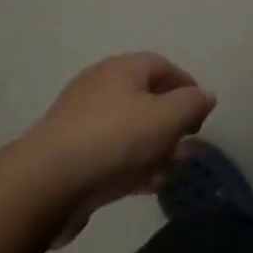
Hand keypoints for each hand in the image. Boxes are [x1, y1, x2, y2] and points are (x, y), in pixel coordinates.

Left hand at [21, 52, 216, 245]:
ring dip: (153, 148)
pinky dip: (130, 164)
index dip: (187, 87)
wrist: (47, 184)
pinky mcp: (69, 154)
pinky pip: (110, 153)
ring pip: (128, 129)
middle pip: (145, 98)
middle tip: (187, 144)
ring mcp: (80, 121)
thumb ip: (192, 103)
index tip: (201, 114)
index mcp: (122, 69)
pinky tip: (144, 186)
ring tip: (169, 172)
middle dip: (170, 122)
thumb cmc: (116, 140)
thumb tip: (205, 95)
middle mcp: (99, 87)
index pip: (162, 66)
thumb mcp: (168, 117)